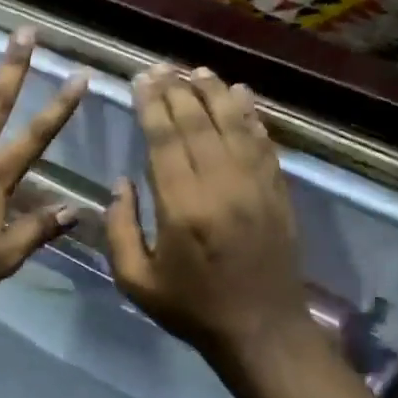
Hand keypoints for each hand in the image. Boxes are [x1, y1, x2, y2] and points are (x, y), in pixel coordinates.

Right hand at [105, 65, 319, 375]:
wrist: (262, 331)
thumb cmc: (192, 308)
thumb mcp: (136, 280)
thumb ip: (120, 229)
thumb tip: (121, 183)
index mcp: (182, 208)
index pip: (165, 140)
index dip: (152, 105)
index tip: (141, 79)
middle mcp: (221, 186)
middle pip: (198, 124)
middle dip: (177, 91)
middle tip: (161, 67)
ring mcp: (255, 186)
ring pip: (234, 125)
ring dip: (214, 93)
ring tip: (196, 71)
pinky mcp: (278, 191)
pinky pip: (262, 142)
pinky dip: (251, 115)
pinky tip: (241, 94)